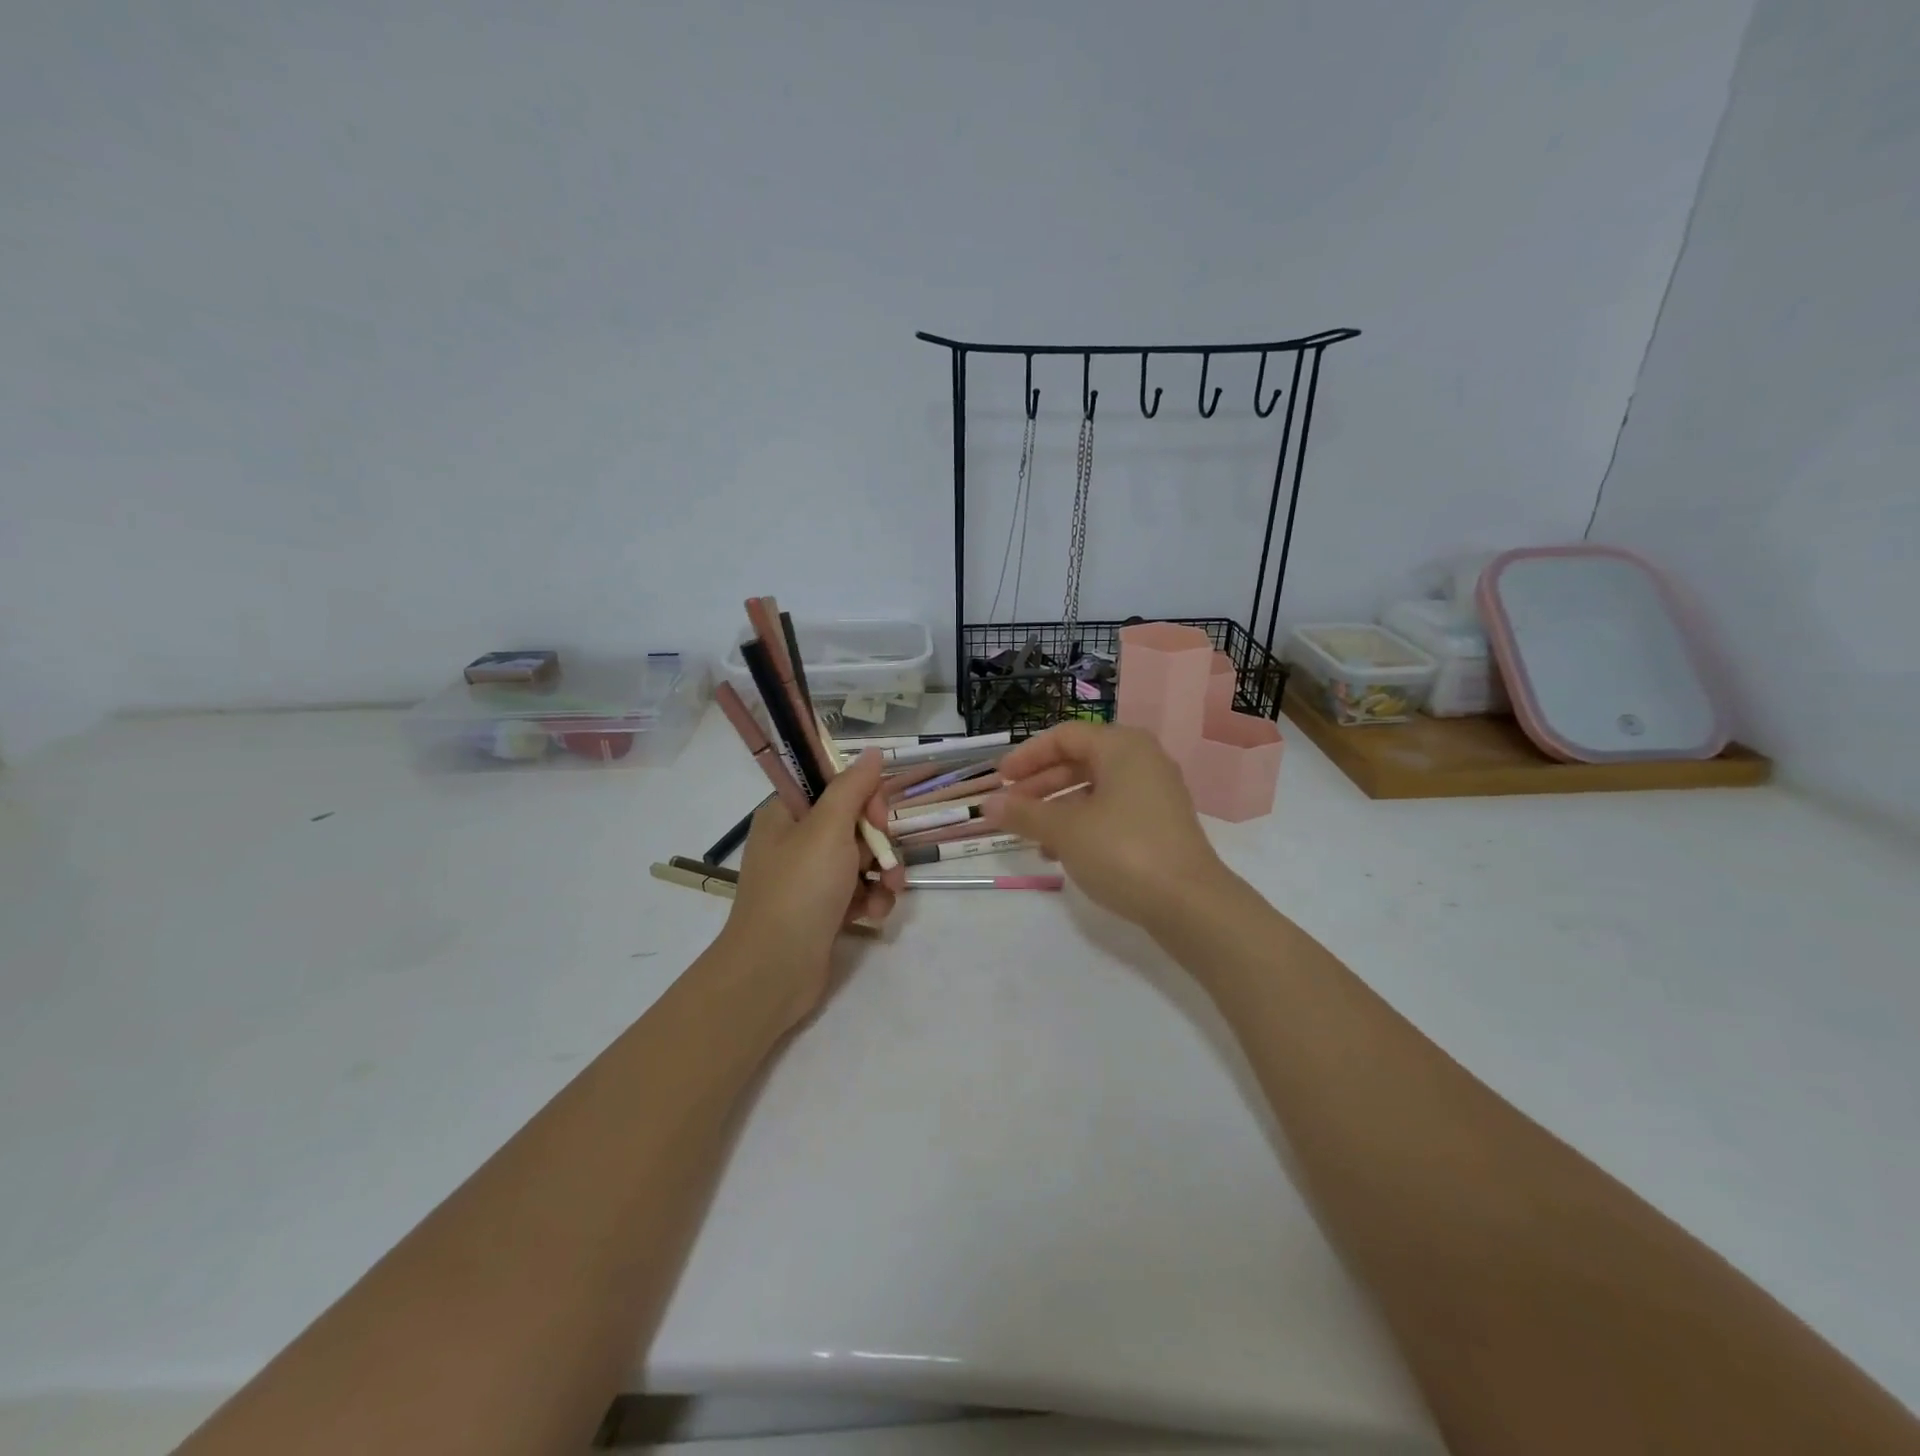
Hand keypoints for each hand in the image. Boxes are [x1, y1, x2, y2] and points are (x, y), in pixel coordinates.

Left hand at [717, 749, 901, 1028]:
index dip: (863, 799)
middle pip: (854, 824)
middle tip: (886, 861)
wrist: (774, 971)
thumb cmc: (799, 890)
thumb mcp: (828, 829)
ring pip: (862, 859)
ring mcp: (809, 878)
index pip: (835, 787)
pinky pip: (858, 891)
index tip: (876, 818)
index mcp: (787, 814)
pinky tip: (873, 915)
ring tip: (888, 892)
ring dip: (882, 874)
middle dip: (879, 843)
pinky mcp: (823, 910)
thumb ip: (853, 787)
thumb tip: (873, 752)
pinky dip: (871, 900)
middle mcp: (796, 841)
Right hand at [983, 722, 1229, 932]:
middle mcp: (1142, 761)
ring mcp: (1155, 793)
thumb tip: (987, 804)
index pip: (1064, 736)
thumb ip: (1024, 813)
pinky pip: (1111, 811)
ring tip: (1030, 835)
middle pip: (1079, 761)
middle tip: (1010, 807)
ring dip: (1057, 808)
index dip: (1027, 756)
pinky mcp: (1160, 824)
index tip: (999, 780)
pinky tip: (1060, 853)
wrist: (1190, 904)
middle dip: (1040, 784)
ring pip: (1094, 789)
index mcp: (1122, 747)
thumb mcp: (1064, 831)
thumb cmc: (1123, 851)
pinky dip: (1082, 824)